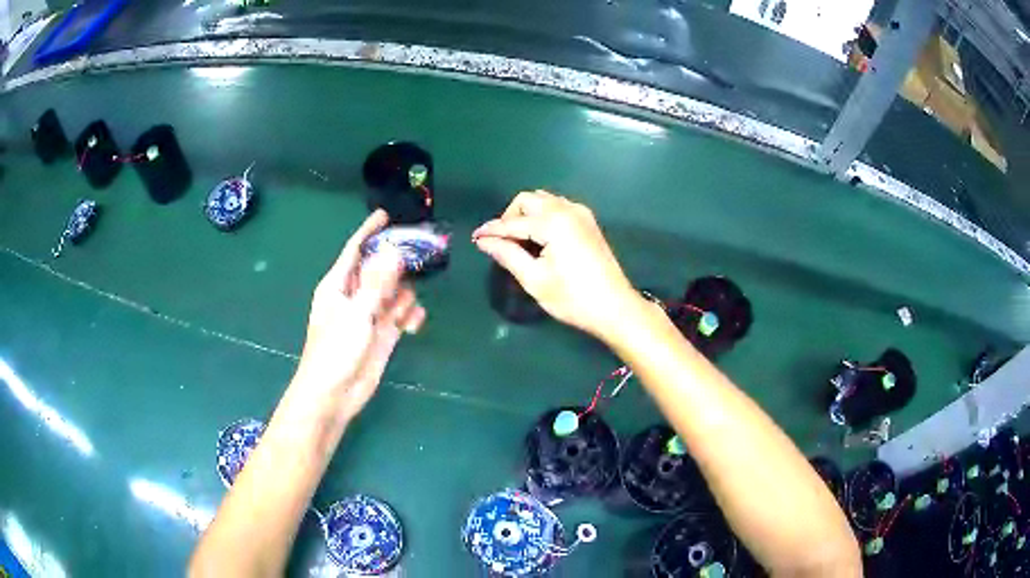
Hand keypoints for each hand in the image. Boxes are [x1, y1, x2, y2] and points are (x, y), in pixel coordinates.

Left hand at [295, 210, 425, 418]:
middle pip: (380, 268)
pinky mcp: (383, 333)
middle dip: (398, 264)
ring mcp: (370, 315)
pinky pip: (402, 314)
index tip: (386, 215)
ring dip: (405, 295)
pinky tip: (414, 325)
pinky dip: (410, 316)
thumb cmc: (334, 351)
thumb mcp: (355, 314)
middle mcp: (355, 295)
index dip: (369, 232)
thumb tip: (394, 252)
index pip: (355, 250)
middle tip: (422, 256)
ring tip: (408, 306)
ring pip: (395, 291)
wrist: (334, 394)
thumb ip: (377, 284)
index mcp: (338, 285)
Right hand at [472, 190, 637, 338]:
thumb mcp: (535, 279)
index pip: (513, 221)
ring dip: (527, 214)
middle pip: (529, 200)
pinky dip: (543, 216)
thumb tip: (484, 241)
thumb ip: (507, 255)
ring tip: (518, 241)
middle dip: (510, 217)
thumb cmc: (573, 298)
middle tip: (501, 242)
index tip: (474, 238)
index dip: (492, 230)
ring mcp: (581, 214)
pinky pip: (558, 208)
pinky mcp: (588, 222)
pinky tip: (539, 239)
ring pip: (544, 201)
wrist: (615, 308)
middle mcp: (568, 210)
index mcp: (554, 222)